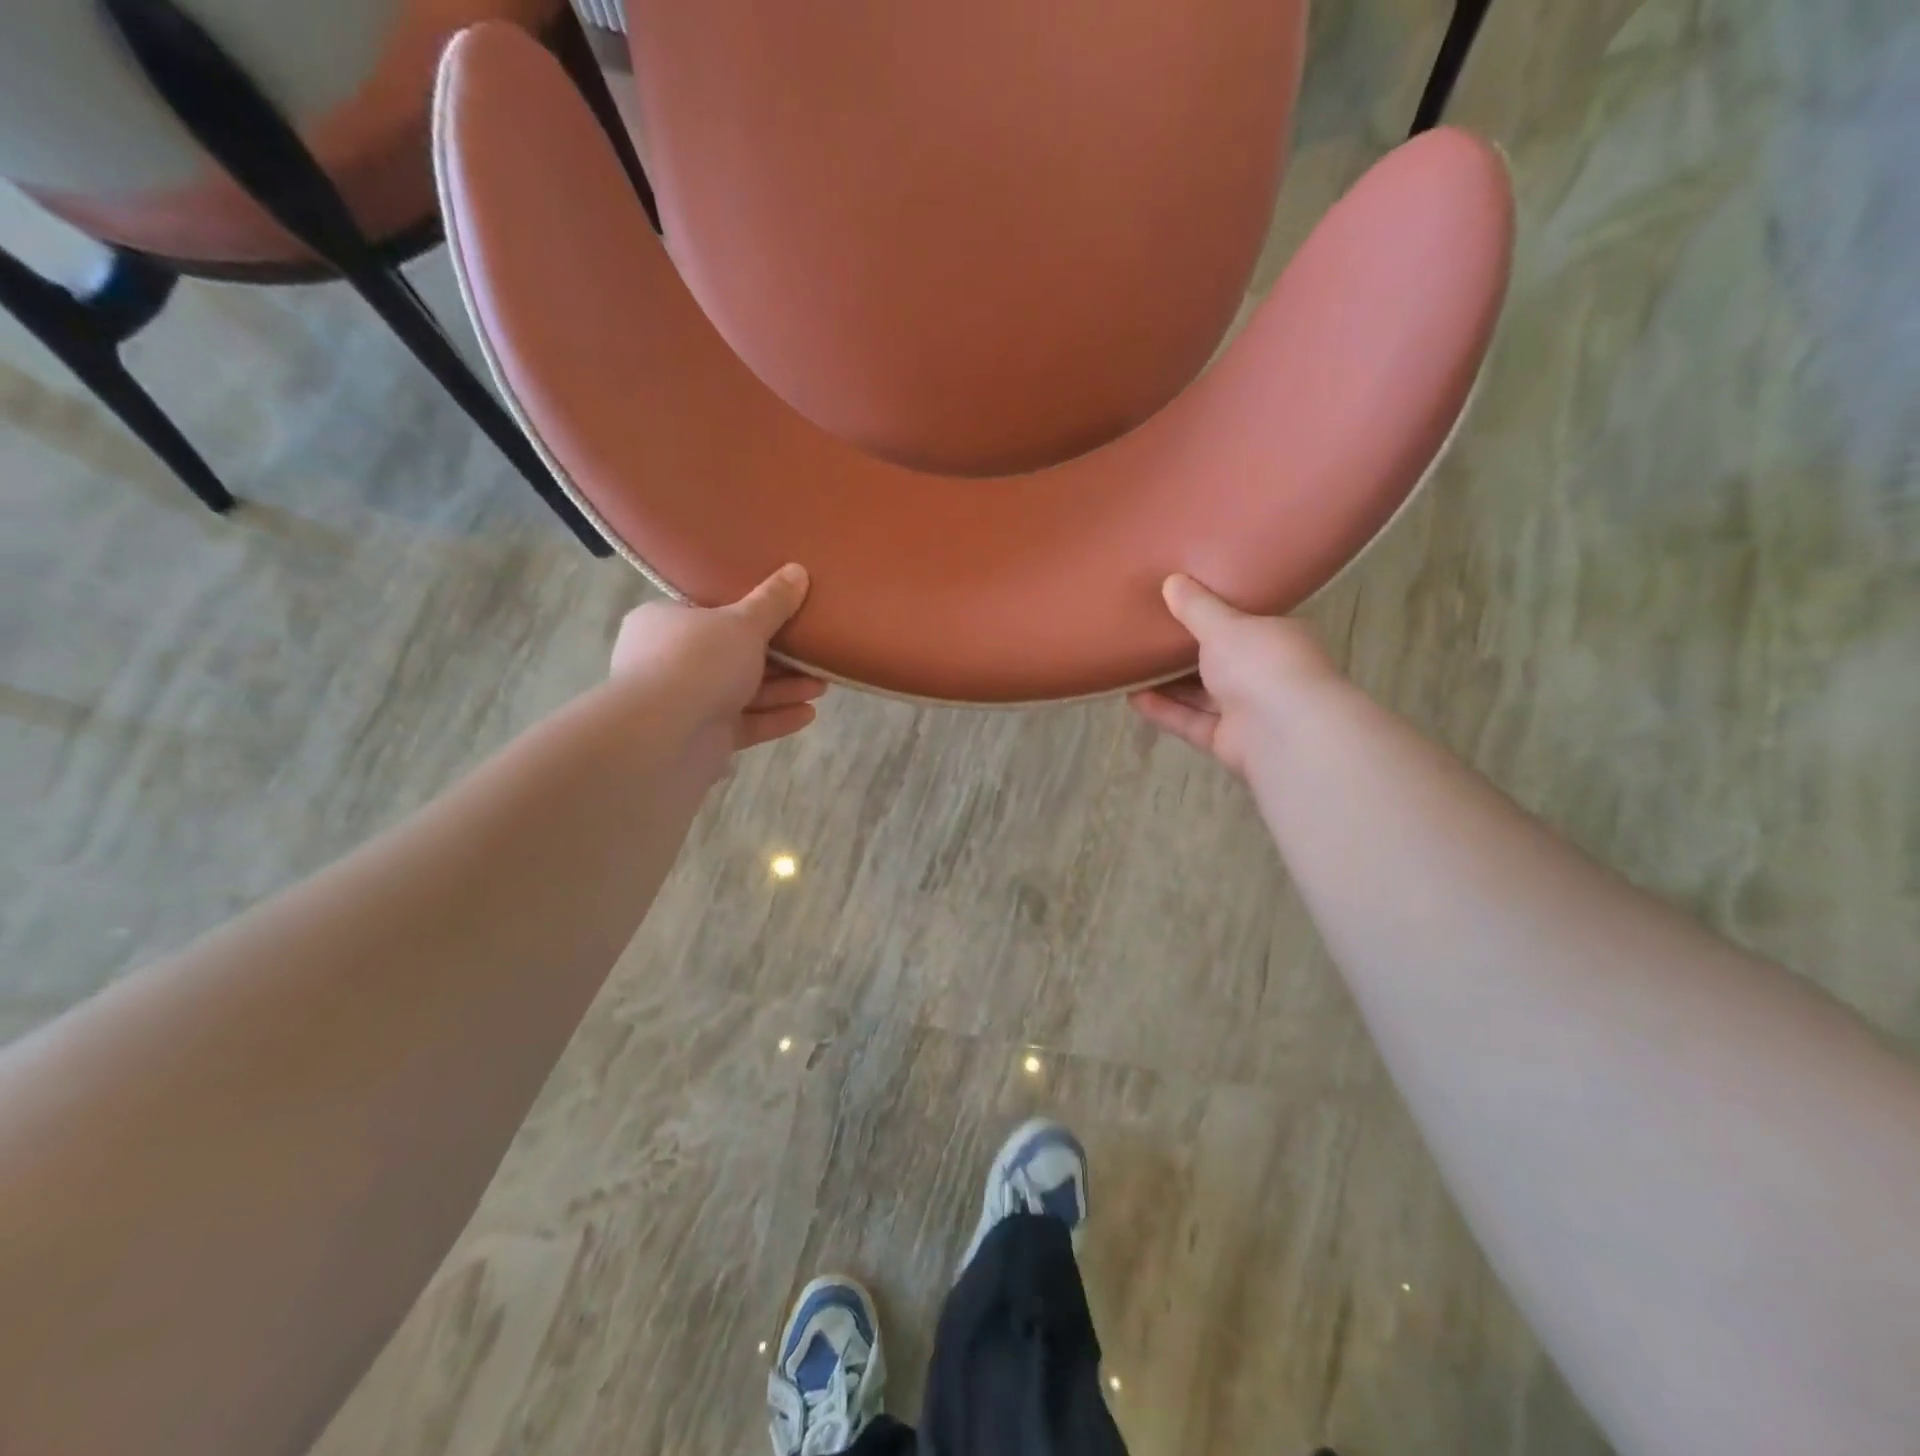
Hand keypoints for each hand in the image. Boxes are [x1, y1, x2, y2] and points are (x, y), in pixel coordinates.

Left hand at [609, 565, 827, 772]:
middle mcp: (671, 662)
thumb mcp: (742, 623)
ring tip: (822, 686)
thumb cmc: (697, 662)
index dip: (749, 615)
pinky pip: (745, 724)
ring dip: (783, 689)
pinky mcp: (703, 739)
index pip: (709, 614)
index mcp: (666, 623)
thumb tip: (798, 570)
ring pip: (742, 692)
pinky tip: (808, 715)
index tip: (786, 616)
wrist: (663, 737)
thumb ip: (773, 602)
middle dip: (778, 658)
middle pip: (733, 656)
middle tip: (815, 655)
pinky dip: (775, 719)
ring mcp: (686, 703)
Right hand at [1128, 574, 1343, 777]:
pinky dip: (1165, 711)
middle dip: (1185, 653)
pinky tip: (1133, 698)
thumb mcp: (1224, 626)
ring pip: (1203, 695)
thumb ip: (1196, 607)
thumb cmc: (1262, 664)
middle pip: (1220, 662)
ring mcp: (1249, 711)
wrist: (1284, 733)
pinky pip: (1191, 722)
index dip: (1215, 616)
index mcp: (1278, 638)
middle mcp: (1267, 674)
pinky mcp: (1228, 740)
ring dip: (1169, 684)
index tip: (1181, 605)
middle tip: (1146, 636)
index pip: (1246, 624)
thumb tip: (1172, 581)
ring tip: (1132, 667)